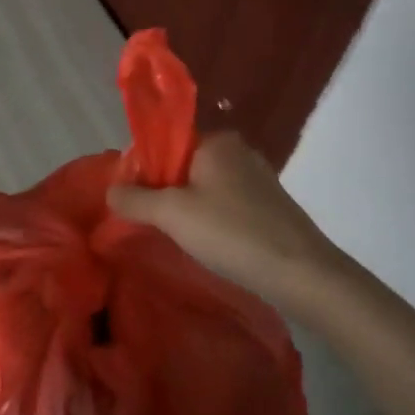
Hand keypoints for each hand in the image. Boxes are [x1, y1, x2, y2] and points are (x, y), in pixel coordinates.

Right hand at [106, 130, 339, 302]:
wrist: (303, 274)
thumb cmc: (232, 233)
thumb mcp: (172, 215)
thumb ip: (135, 199)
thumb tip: (111, 190)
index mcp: (216, 140)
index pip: (165, 143)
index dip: (143, 169)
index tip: (132, 200)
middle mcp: (238, 150)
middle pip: (184, 164)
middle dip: (165, 192)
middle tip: (153, 223)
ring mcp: (258, 177)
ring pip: (205, 186)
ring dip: (188, 208)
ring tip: (179, 238)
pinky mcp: (270, 204)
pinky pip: (226, 203)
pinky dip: (212, 219)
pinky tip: (210, 244)